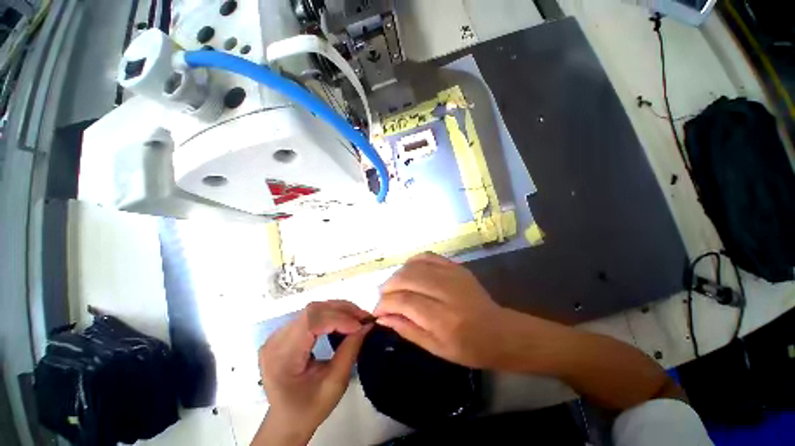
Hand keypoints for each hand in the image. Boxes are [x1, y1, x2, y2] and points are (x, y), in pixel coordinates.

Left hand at [256, 301, 371, 444]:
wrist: (287, 420)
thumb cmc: (309, 409)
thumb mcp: (334, 384)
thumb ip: (350, 350)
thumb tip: (367, 325)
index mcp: (281, 356)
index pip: (311, 322)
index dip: (339, 319)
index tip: (361, 326)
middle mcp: (276, 340)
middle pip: (313, 311)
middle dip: (342, 310)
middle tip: (364, 317)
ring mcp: (278, 334)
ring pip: (314, 309)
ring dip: (339, 310)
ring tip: (357, 317)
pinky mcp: (286, 332)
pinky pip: (312, 315)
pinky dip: (332, 314)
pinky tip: (344, 320)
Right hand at [374, 253, 541, 369]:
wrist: (500, 331)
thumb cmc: (469, 348)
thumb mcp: (436, 349)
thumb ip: (406, 330)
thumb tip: (382, 317)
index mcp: (443, 319)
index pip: (404, 301)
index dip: (384, 304)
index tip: (377, 311)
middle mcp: (446, 291)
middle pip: (406, 278)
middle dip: (388, 287)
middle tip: (383, 298)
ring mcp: (453, 274)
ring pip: (414, 265)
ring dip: (398, 275)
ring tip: (394, 287)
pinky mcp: (456, 266)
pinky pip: (427, 256)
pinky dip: (413, 261)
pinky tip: (408, 271)